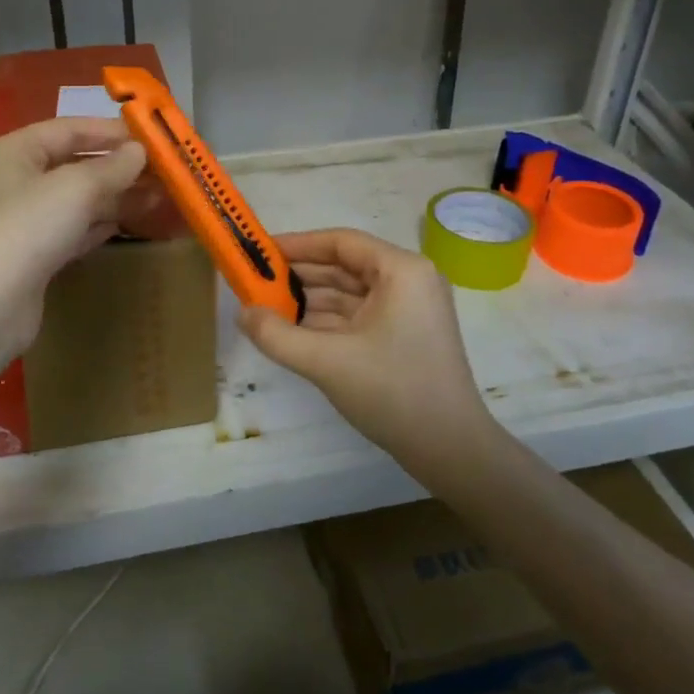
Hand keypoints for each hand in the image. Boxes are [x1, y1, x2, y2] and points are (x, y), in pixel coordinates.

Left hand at [0, 118, 160, 357]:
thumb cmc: (29, 227)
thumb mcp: (77, 187)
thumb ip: (112, 166)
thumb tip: (139, 151)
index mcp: (16, 150)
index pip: (70, 129)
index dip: (112, 131)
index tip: (153, 137)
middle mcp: (17, 179)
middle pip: (75, 163)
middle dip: (119, 166)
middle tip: (163, 170)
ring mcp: (25, 219)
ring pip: (78, 198)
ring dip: (116, 195)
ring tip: (158, 196)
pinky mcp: (35, 254)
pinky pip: (75, 228)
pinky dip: (101, 223)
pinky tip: (129, 222)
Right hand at [238, 228, 494, 470]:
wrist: (452, 451)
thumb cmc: (393, 392)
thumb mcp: (327, 362)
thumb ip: (277, 335)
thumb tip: (241, 314)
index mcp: (401, 270)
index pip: (341, 242)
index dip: (297, 245)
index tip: (260, 252)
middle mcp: (409, 281)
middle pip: (344, 266)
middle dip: (300, 276)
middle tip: (255, 282)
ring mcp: (409, 309)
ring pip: (349, 294)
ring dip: (309, 301)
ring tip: (265, 307)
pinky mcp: (405, 335)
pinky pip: (358, 316)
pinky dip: (326, 322)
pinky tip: (291, 330)